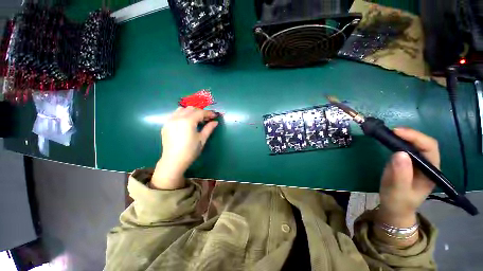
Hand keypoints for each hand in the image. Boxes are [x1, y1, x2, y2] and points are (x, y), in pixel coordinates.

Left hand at [151, 107, 217, 189]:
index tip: (215, 115)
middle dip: (200, 111)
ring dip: (191, 111)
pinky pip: (175, 114)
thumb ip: (209, 128)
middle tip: (207, 118)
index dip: (209, 113)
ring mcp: (170, 120)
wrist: (173, 161)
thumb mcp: (202, 139)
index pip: (200, 112)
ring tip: (197, 119)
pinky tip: (187, 122)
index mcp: (188, 121)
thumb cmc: (190, 151)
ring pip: (182, 109)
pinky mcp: (166, 125)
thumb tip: (215, 122)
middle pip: (191, 109)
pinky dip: (183, 114)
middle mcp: (178, 117)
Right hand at [376, 128, 438, 226]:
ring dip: (402, 137)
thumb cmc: (397, 202)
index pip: (430, 148)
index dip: (415, 137)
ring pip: (415, 144)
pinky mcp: (408, 163)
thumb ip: (400, 175)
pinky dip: (397, 142)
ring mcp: (418, 163)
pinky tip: (389, 141)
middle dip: (409, 135)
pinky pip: (405, 148)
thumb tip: (399, 153)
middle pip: (423, 143)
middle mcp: (428, 165)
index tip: (396, 132)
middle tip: (390, 131)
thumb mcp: (397, 191)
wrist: (394, 209)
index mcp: (431, 172)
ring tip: (388, 134)